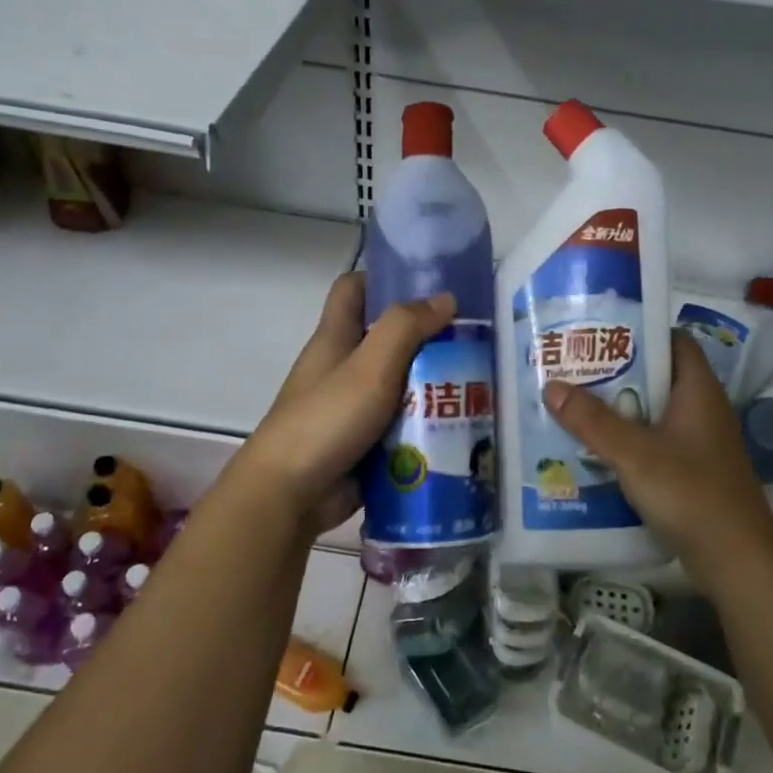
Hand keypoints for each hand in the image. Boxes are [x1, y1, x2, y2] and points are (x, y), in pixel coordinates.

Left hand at [235, 272, 452, 533]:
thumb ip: (406, 328)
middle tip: (473, 338)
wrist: (290, 495)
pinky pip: (402, 424)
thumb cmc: (327, 419)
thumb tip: (446, 297)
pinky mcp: (366, 443)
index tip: (428, 283)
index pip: (353, 289)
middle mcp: (343, 368)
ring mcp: (354, 408)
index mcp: (335, 339)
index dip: (384, 277)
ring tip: (481, 381)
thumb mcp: (369, 365)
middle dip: (427, 337)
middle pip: (387, 339)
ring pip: (400, 384)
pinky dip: (427, 423)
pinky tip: (463, 424)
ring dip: (434, 383)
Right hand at [543, 331, 772, 578]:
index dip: (639, 332)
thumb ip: (593, 421)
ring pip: (653, 414)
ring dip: (618, 411)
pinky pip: (654, 444)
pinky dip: (627, 443)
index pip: (673, 341)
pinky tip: (594, 451)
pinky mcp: (692, 472)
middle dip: (616, 374)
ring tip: (572, 406)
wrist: (737, 560)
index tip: (598, 332)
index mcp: (698, 391)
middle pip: (657, 378)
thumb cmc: (690, 493)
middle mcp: (702, 410)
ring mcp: (699, 443)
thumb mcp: (635, 454)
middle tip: (572, 370)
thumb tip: (552, 386)